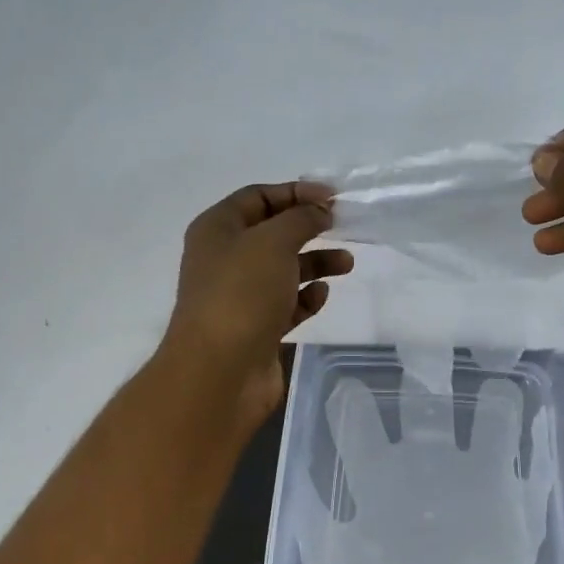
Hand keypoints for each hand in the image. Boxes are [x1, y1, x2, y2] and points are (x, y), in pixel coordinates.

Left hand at [163, 181, 352, 429]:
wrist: (220, 371)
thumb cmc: (242, 294)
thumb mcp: (273, 241)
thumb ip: (301, 219)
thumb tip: (319, 211)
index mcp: (217, 229)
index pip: (258, 197)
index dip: (295, 192)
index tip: (333, 198)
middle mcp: (225, 259)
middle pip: (272, 233)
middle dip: (308, 228)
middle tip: (342, 227)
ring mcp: (240, 296)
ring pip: (283, 270)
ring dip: (315, 263)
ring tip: (346, 265)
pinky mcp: (257, 328)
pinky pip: (286, 304)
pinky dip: (305, 298)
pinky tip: (320, 297)